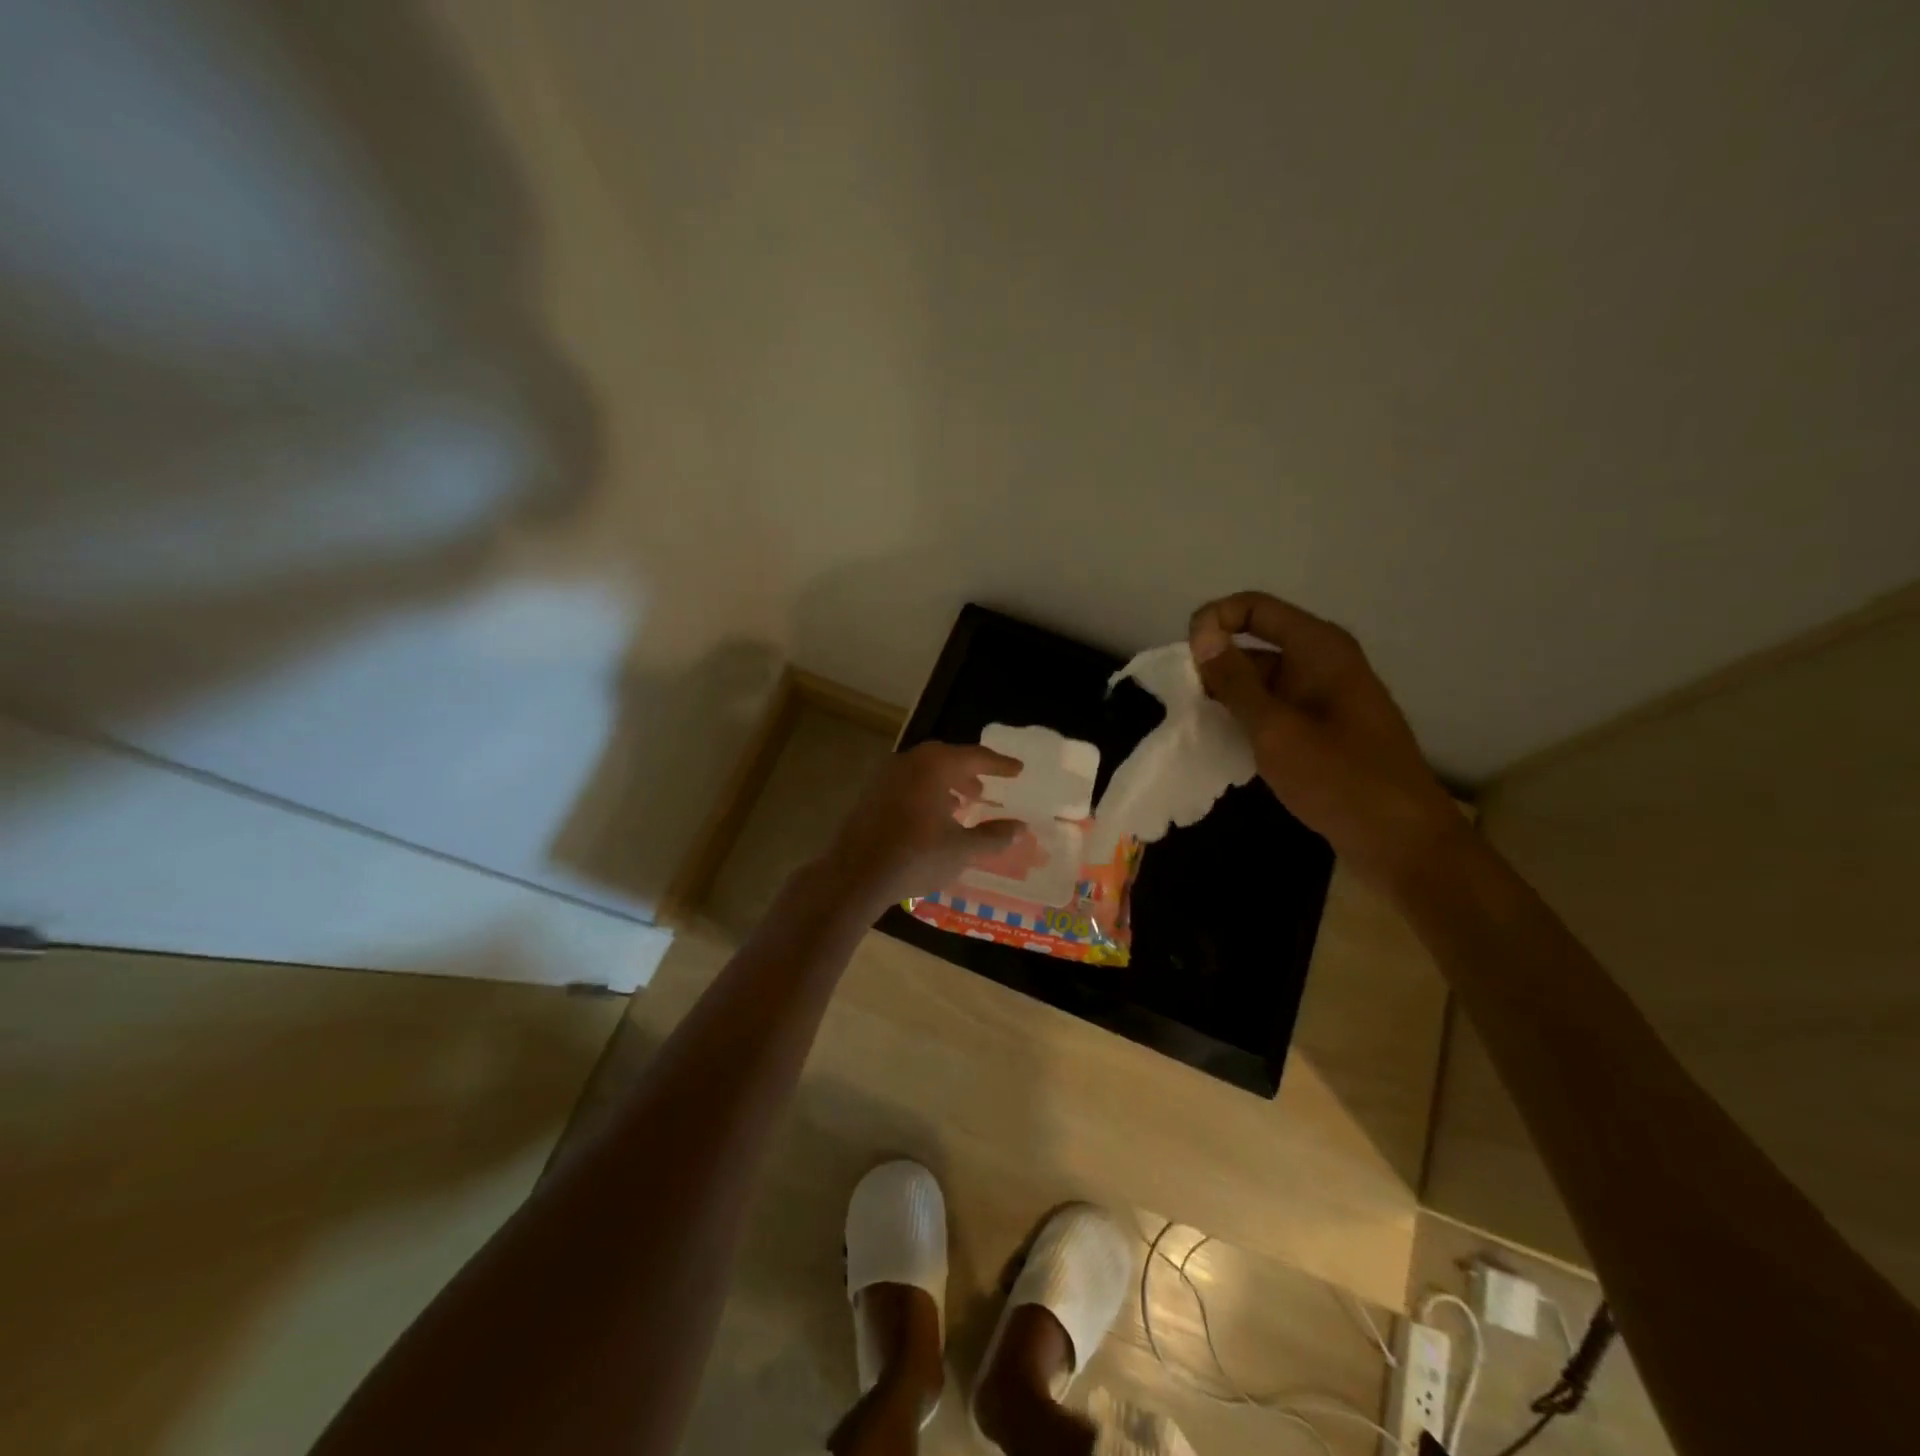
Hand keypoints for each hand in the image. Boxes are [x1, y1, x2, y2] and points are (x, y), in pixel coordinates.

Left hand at [818, 742, 1024, 913]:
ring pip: (924, 771)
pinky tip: (931, 819)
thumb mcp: (962, 850)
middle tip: (985, 790)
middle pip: (946, 758)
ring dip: (946, 784)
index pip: (975, 756)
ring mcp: (884, 776)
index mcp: (934, 766)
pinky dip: (925, 793)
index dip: (999, 765)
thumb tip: (1021, 827)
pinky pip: (906, 784)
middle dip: (969, 773)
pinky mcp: (869, 794)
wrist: (855, 875)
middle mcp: (909, 761)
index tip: (1017, 769)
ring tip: (961, 806)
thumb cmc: (915, 857)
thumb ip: (994, 836)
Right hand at [1189, 592, 1459, 885]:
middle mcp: (1323, 662)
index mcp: (1318, 648)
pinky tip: (1224, 743)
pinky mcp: (1323, 728)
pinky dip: (1247, 717)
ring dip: (1228, 696)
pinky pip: (1275, 708)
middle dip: (1215, 664)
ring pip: (1262, 680)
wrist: (1402, 840)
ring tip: (1196, 725)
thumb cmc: (1339, 778)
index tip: (1184, 661)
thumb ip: (1235, 681)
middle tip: (1183, 702)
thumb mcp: (1275, 729)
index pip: (1254, 608)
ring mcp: (1324, 696)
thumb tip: (1201, 636)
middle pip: (1256, 642)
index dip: (1213, 621)